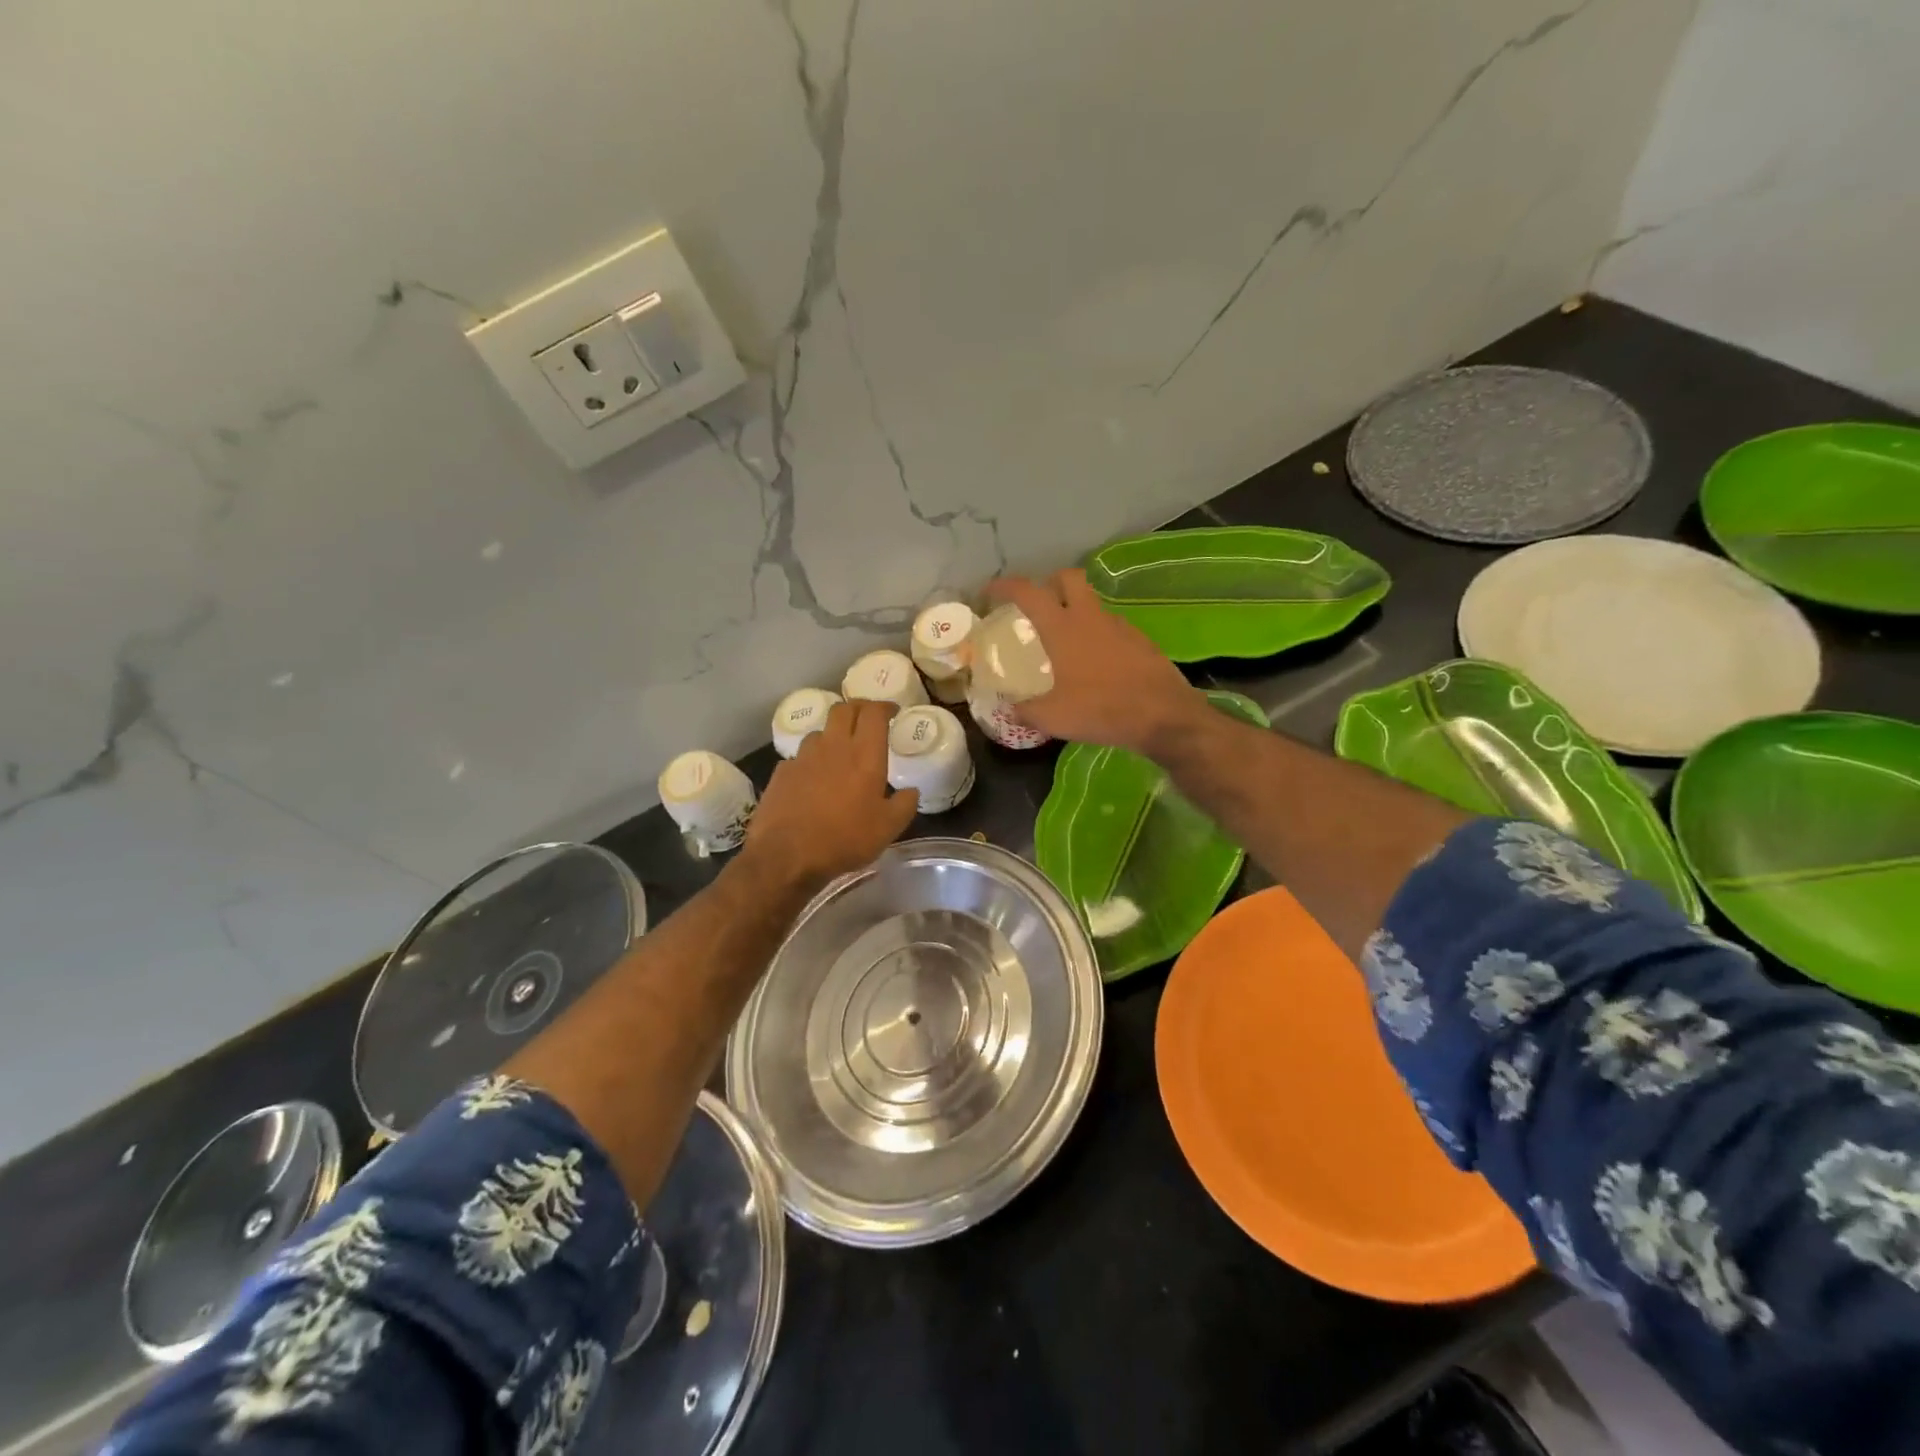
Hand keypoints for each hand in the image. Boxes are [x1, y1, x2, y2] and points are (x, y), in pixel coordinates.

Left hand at [742, 698, 919, 891]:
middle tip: (867, 720)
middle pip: (844, 709)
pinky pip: (800, 757)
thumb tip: (911, 791)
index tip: (892, 712)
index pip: (874, 713)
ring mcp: (803, 757)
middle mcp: (833, 746)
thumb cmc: (845, 839)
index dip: (884, 707)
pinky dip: (811, 760)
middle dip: (858, 709)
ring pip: (820, 731)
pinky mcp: (782, 772)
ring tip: (839, 751)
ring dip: (832, 734)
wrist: (788, 856)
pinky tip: (813, 778)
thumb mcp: (888, 828)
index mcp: (864, 754)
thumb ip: (905, 805)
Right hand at [985, 570, 1206, 754]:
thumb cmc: (1101, 710)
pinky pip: (1111, 628)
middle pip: (1068, 578)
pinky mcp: (1141, 642)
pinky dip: (1097, 635)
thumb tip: (1010, 710)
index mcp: (1063, 628)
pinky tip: (1095, 664)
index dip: (1006, 586)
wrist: (1164, 716)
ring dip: (1076, 611)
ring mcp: (1120, 626)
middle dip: (1049, 583)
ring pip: (1092, 604)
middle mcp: (1091, 618)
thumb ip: (1025, 711)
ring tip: (1065, 642)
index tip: (991, 591)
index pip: (1028, 592)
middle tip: (1038, 604)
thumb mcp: (1053, 718)